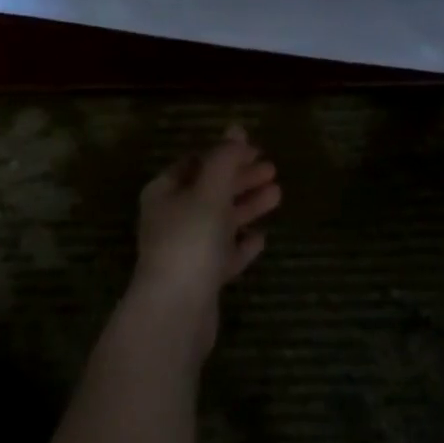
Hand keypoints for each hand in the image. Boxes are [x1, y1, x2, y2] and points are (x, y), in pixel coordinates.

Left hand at [130, 126, 281, 346]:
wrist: (175, 314)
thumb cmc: (189, 241)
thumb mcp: (209, 191)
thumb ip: (225, 158)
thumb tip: (236, 128)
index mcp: (164, 192)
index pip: (196, 163)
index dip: (226, 153)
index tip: (256, 149)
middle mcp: (171, 218)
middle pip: (211, 190)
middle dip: (241, 178)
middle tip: (273, 170)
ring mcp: (185, 250)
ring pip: (220, 221)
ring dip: (247, 206)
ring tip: (278, 195)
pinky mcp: (200, 280)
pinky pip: (224, 254)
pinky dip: (241, 244)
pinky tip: (261, 238)